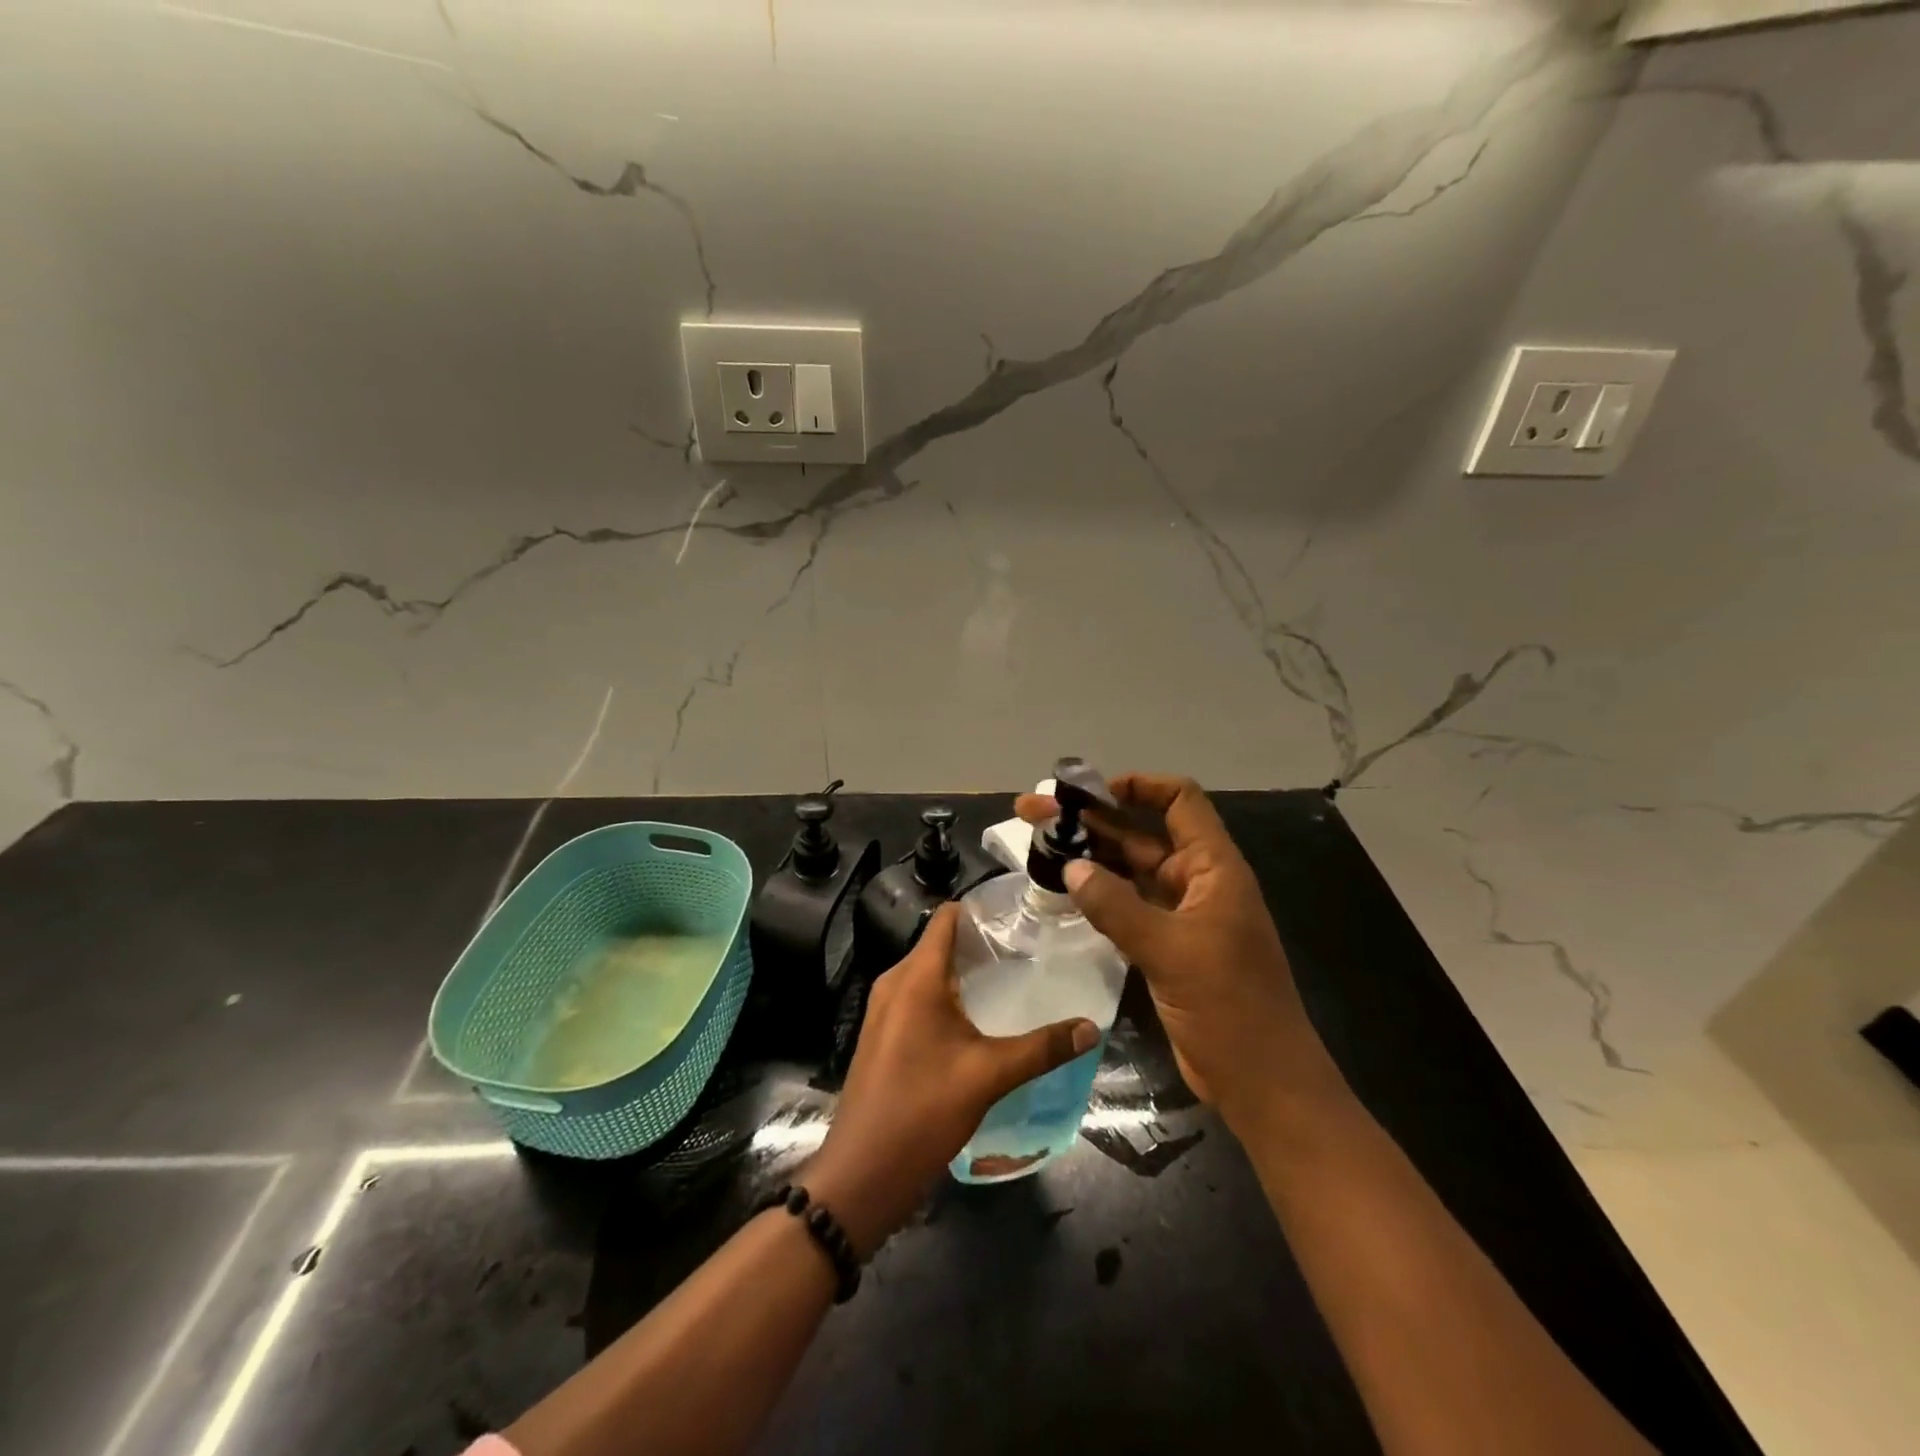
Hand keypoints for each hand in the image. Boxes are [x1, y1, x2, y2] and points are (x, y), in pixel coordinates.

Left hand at [802, 903, 1098, 1256]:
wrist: (862, 1173)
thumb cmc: (922, 1111)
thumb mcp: (988, 1076)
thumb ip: (1041, 1048)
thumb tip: (1091, 1028)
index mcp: (916, 977)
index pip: (947, 917)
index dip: (982, 909)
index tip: (1022, 915)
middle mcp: (895, 982)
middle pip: (941, 943)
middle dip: (982, 944)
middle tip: (1030, 951)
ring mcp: (885, 1010)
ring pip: (931, 973)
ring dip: (967, 973)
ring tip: (1013, 981)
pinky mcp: (884, 1034)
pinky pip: (920, 998)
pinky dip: (950, 997)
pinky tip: (982, 1020)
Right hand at [1016, 773, 1343, 1132]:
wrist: (1262, 1082)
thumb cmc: (1229, 1007)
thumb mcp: (1170, 951)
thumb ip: (1116, 906)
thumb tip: (1070, 868)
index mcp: (1213, 868)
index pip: (1179, 802)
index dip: (1136, 786)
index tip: (1085, 792)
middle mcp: (1196, 882)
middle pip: (1140, 834)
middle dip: (1090, 820)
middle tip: (1032, 812)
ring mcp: (1180, 915)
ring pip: (1128, 870)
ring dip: (1088, 856)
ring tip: (1036, 845)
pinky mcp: (1166, 945)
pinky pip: (1126, 905)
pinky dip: (1096, 894)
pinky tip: (1060, 889)